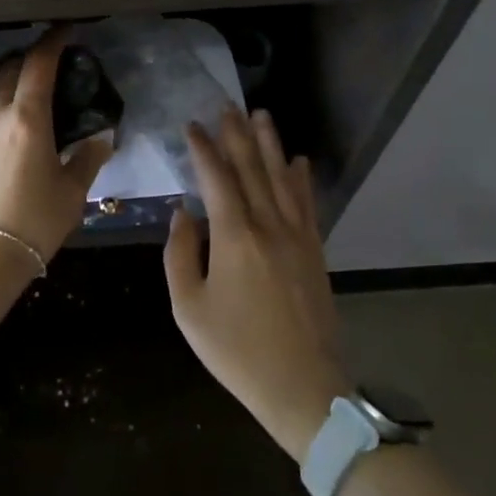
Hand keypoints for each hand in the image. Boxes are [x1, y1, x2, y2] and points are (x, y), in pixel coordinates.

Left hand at [0, 29, 114, 268]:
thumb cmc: (33, 224)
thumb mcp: (71, 193)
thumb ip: (87, 159)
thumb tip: (101, 139)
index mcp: (26, 119)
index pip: (38, 65)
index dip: (53, 42)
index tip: (66, 31)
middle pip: (8, 69)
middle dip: (29, 58)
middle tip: (50, 62)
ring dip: (8, 79)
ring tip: (27, 90)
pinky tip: (6, 124)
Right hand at [164, 108, 348, 461]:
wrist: (303, 389)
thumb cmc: (237, 351)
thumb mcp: (189, 308)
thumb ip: (179, 255)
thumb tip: (183, 214)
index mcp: (234, 237)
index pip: (217, 180)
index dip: (203, 150)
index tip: (192, 125)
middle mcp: (269, 226)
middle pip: (252, 169)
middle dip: (237, 135)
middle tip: (227, 106)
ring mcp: (298, 237)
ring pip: (282, 179)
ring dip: (270, 145)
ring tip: (261, 115)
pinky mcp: (315, 252)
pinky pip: (307, 204)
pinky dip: (301, 179)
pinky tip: (298, 161)